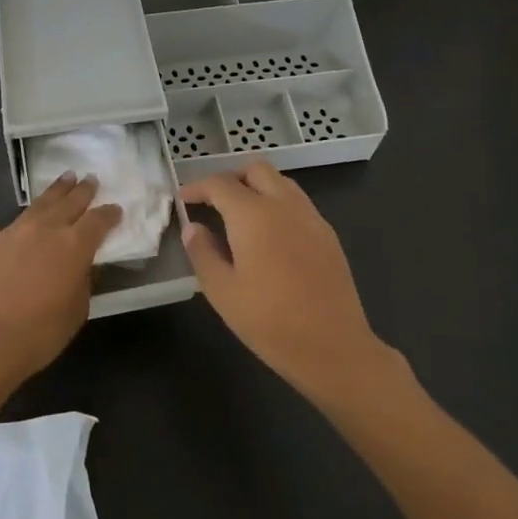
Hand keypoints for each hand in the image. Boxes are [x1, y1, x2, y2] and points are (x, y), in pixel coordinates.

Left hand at [0, 169, 120, 389]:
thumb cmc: (39, 334)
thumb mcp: (77, 312)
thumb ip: (83, 283)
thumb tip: (83, 266)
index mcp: (74, 247)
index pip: (98, 222)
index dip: (109, 214)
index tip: (116, 209)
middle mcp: (46, 230)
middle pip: (70, 204)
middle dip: (83, 191)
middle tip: (91, 179)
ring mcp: (13, 231)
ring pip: (38, 203)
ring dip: (54, 189)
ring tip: (66, 176)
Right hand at [180, 160, 383, 399]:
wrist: (334, 348)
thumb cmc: (270, 322)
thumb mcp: (222, 292)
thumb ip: (203, 253)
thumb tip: (193, 227)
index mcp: (253, 215)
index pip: (219, 184)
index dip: (197, 187)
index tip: (183, 199)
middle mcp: (284, 205)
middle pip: (255, 170)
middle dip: (230, 178)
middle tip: (212, 201)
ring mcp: (311, 217)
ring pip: (280, 182)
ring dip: (256, 187)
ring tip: (239, 215)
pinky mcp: (328, 234)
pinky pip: (298, 202)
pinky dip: (277, 203)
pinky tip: (270, 235)